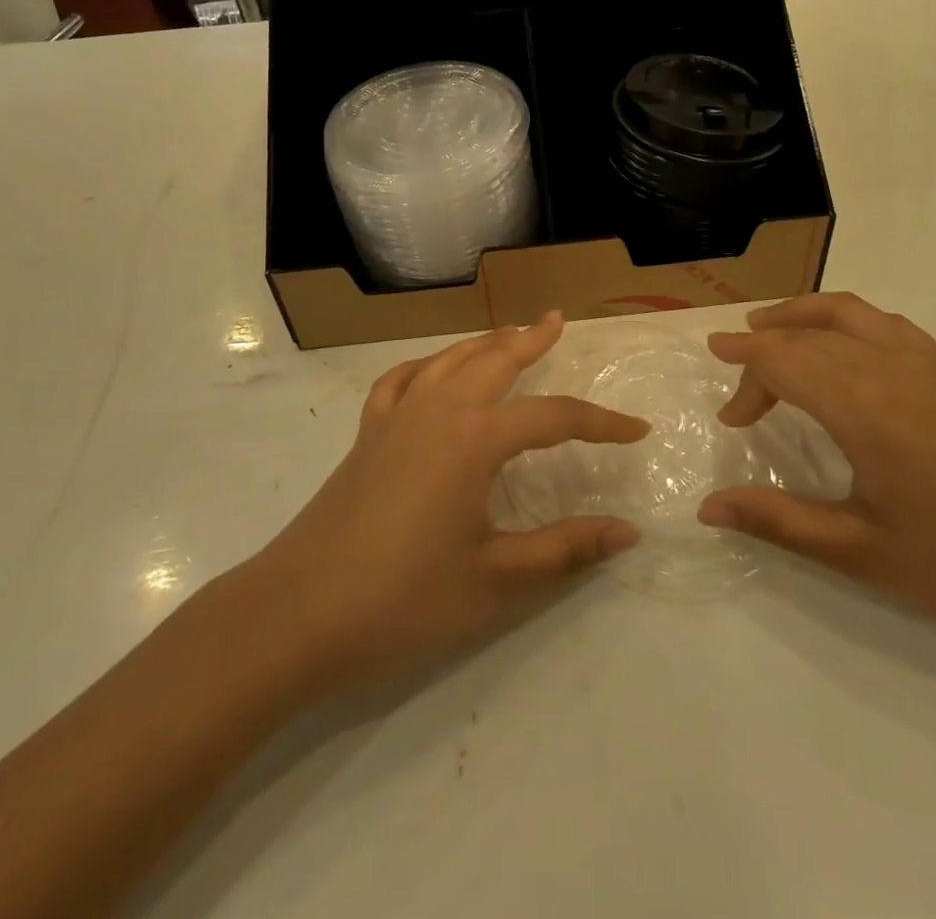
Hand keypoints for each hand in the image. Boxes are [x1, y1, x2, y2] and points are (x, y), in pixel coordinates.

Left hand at [253, 313, 644, 694]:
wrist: (297, 613)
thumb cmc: (403, 599)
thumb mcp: (495, 580)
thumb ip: (564, 550)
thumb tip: (627, 531)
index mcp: (475, 439)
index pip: (554, 417)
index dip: (601, 422)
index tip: (638, 430)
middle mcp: (438, 411)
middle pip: (495, 361)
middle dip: (531, 340)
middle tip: (557, 322)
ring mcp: (396, 417)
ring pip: (449, 360)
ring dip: (483, 343)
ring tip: (508, 334)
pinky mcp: (367, 434)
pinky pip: (401, 381)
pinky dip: (426, 366)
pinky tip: (433, 373)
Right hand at [698, 293, 935, 648]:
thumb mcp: (861, 552)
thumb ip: (777, 521)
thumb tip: (707, 508)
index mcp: (864, 407)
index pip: (781, 361)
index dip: (744, 380)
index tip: (730, 420)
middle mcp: (890, 366)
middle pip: (805, 335)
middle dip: (762, 351)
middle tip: (739, 391)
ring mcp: (926, 361)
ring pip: (845, 311)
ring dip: (799, 315)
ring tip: (768, 327)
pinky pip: (882, 321)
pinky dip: (843, 318)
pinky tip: (840, 346)